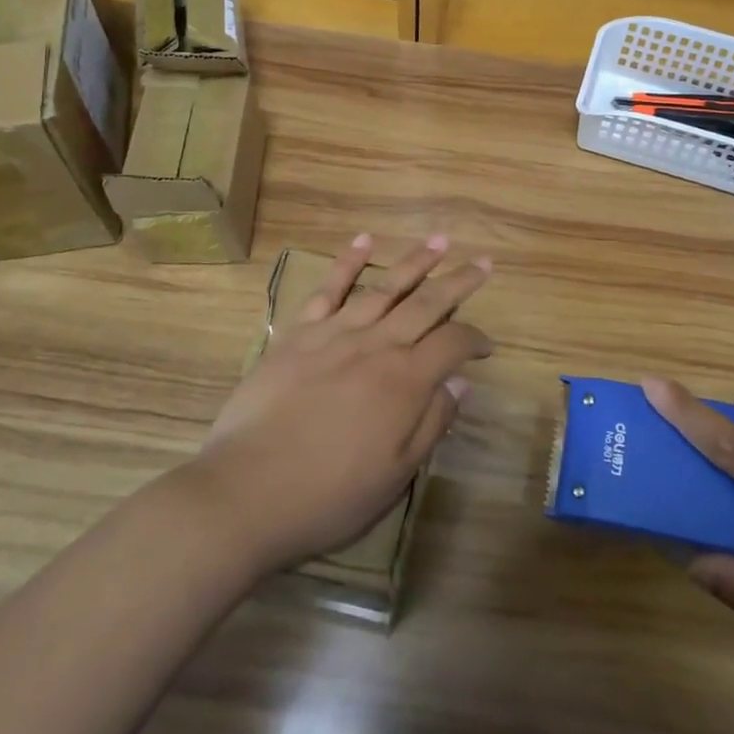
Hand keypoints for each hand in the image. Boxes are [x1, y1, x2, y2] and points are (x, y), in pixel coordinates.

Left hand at [182, 235, 491, 576]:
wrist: (248, 490)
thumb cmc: (330, 494)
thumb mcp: (395, 473)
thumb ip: (432, 422)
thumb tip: (460, 382)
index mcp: (405, 381)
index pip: (453, 344)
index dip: (475, 340)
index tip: (486, 347)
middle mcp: (377, 345)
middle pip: (427, 303)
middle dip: (459, 281)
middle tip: (484, 262)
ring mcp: (336, 333)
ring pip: (385, 287)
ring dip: (416, 262)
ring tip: (440, 241)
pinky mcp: (299, 332)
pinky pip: (329, 289)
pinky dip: (348, 262)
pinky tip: (365, 240)